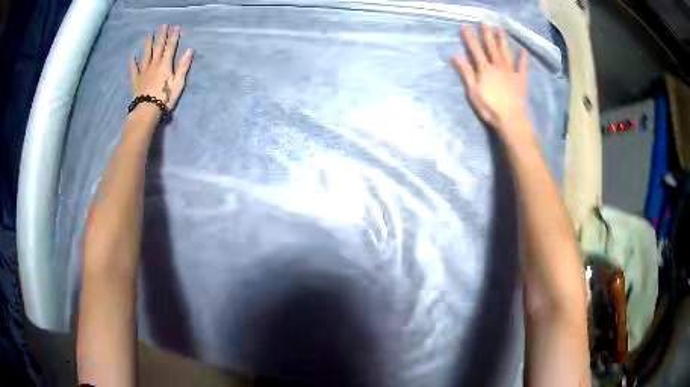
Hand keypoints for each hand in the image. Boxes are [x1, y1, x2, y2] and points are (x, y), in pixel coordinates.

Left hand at [129, 24, 192, 110]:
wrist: (147, 110)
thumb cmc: (165, 98)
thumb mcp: (178, 83)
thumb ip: (183, 66)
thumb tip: (189, 51)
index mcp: (165, 65)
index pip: (171, 47)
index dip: (173, 36)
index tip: (175, 26)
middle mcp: (154, 64)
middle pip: (158, 47)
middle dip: (161, 36)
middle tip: (162, 25)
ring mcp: (143, 71)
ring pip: (145, 54)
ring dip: (147, 43)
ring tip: (148, 34)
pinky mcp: (135, 79)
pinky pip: (133, 68)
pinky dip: (132, 61)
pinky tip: (131, 55)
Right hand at [453, 25, 531, 143]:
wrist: (511, 118)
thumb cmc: (490, 107)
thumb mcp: (473, 91)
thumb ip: (466, 72)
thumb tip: (456, 55)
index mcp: (485, 69)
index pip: (475, 50)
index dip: (469, 37)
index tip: (465, 26)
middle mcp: (498, 66)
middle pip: (491, 47)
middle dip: (487, 34)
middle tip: (485, 23)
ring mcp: (510, 71)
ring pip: (506, 52)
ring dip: (503, 40)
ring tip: (500, 29)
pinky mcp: (520, 79)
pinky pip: (522, 67)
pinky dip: (523, 59)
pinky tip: (524, 51)